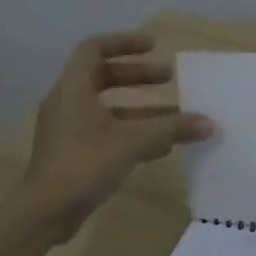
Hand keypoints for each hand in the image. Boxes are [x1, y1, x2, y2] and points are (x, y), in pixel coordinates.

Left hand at [18, 32, 214, 243]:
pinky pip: (107, 132)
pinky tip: (162, 147)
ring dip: (141, 108)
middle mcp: (68, 103)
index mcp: (73, 89)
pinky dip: (133, 132)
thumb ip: (171, 129)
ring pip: (109, 108)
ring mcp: (69, 130)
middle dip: (138, 76)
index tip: (154, 46)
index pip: (94, 49)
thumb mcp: (133, 142)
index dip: (124, 42)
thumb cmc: (85, 164)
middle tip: (169, 77)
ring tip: (175, 114)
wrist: (46, 212)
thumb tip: (209, 123)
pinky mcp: (74, 153)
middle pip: (103, 76)